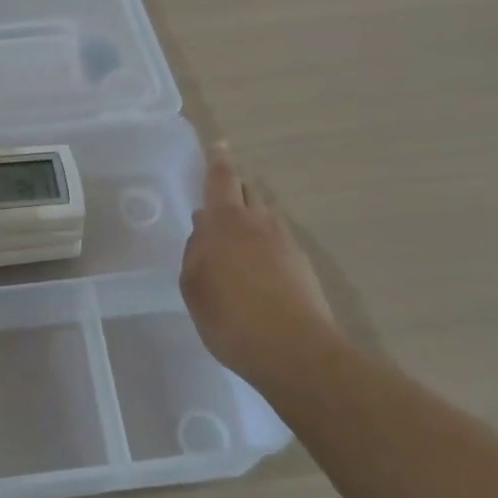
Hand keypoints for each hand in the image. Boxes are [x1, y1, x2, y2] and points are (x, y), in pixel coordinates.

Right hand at [180, 142, 332, 383]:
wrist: (295, 352)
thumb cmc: (231, 317)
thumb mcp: (194, 287)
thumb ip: (195, 253)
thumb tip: (203, 230)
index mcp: (225, 222)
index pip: (221, 179)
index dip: (218, 161)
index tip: (219, 145)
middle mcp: (258, 223)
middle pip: (246, 191)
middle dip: (234, 185)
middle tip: (222, 189)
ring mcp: (285, 243)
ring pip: (265, 215)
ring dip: (251, 214)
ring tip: (238, 232)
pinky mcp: (302, 266)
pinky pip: (278, 239)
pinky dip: (265, 241)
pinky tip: (257, 264)